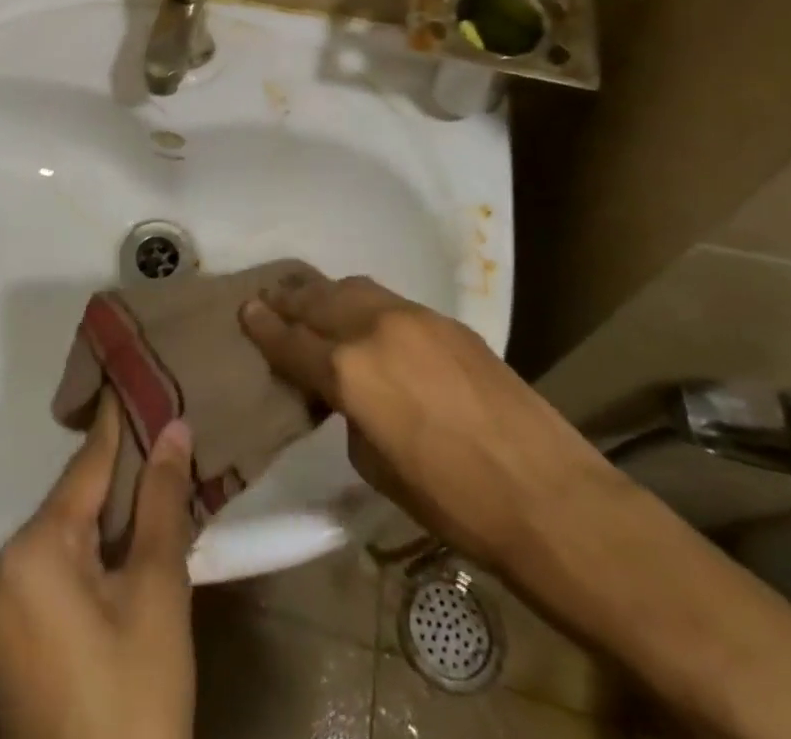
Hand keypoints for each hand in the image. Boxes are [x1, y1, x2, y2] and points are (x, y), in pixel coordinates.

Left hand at [0, 393, 196, 738]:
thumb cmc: (134, 696)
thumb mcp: (157, 593)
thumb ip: (162, 502)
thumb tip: (174, 427)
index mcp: (29, 550)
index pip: (84, 467)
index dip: (115, 425)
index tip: (132, 375)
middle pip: (71, 504)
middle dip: (116, 479)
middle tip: (159, 438)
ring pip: (62, 540)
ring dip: (104, 520)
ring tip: (151, 486)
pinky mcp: (3, 644)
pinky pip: (50, 574)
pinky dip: (87, 557)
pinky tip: (123, 549)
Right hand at [240, 274, 616, 569]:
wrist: (546, 494)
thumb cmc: (452, 501)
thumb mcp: (375, 466)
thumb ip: (348, 414)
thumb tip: (343, 392)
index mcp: (349, 372)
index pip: (292, 342)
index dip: (263, 328)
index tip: (244, 311)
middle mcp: (374, 329)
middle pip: (317, 301)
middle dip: (288, 299)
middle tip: (268, 298)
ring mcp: (414, 318)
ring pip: (353, 288)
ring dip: (324, 293)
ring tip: (306, 297)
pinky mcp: (446, 321)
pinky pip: (388, 300)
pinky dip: (362, 303)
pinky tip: (360, 316)